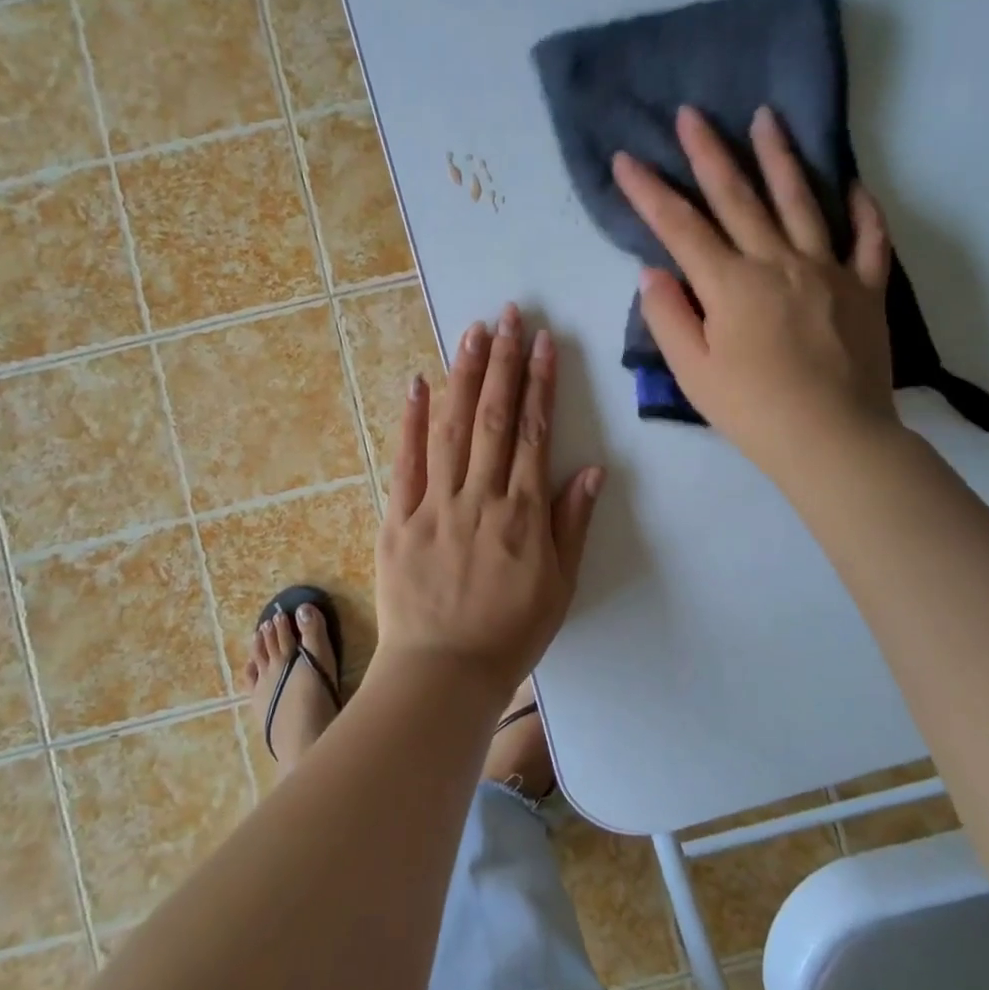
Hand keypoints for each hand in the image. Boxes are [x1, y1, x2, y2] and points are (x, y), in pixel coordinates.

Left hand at [374, 305, 604, 700]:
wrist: (441, 674)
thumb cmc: (509, 634)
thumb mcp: (558, 586)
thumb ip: (572, 524)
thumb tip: (591, 468)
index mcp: (523, 514)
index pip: (534, 433)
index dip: (540, 384)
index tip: (542, 342)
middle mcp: (481, 498)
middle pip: (493, 418)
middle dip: (503, 363)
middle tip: (508, 315)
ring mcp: (435, 505)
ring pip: (451, 428)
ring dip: (463, 376)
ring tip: (473, 332)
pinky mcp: (398, 518)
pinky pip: (405, 462)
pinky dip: (411, 421)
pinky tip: (417, 382)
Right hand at [611, 104, 899, 481]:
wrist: (834, 440)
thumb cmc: (753, 411)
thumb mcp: (693, 372)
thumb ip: (668, 317)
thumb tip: (654, 271)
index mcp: (730, 284)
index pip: (679, 227)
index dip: (649, 191)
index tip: (626, 158)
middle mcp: (778, 262)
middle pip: (738, 198)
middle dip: (709, 153)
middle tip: (692, 113)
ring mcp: (828, 270)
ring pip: (801, 201)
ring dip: (781, 157)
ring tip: (767, 117)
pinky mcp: (866, 288)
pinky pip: (867, 239)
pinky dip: (861, 209)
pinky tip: (851, 184)